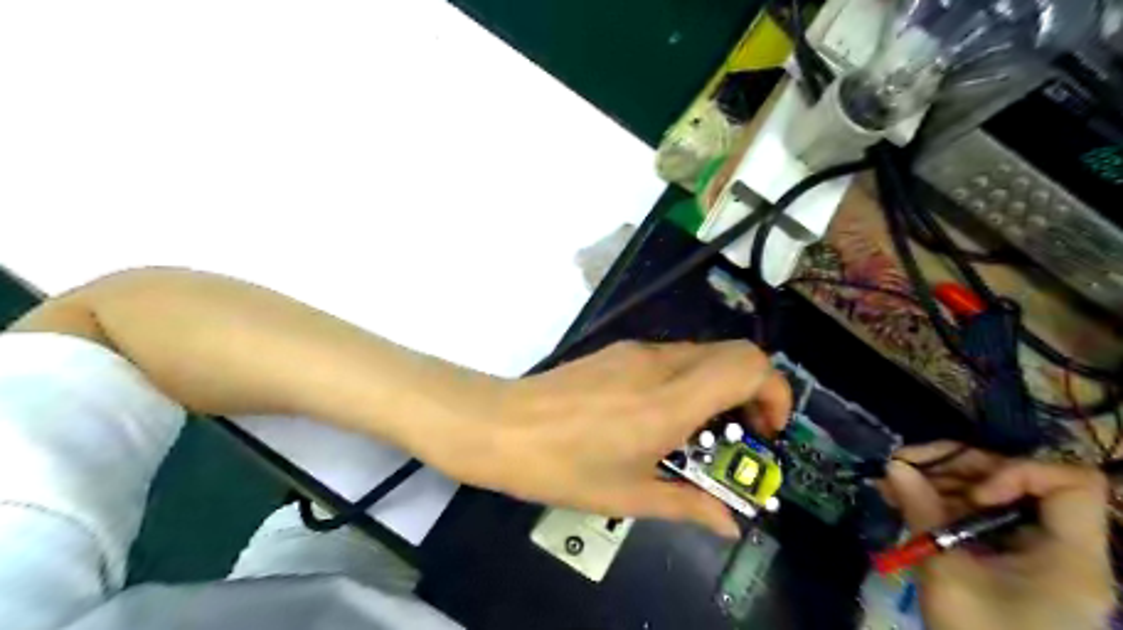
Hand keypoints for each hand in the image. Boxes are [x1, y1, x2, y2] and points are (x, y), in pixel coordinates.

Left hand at [421, 341, 787, 539]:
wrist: (500, 426)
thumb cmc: (563, 467)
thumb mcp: (628, 496)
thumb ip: (687, 505)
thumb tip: (729, 522)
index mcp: (669, 402)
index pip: (749, 364)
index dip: (773, 392)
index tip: (762, 431)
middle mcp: (660, 364)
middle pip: (733, 353)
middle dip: (752, 392)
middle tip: (736, 436)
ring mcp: (636, 351)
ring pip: (703, 353)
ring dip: (717, 387)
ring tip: (695, 432)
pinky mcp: (618, 350)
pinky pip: (671, 357)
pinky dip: (687, 380)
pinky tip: (657, 416)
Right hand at [886, 442, 1112, 628]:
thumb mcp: (945, 572)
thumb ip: (921, 511)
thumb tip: (894, 464)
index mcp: (1070, 556)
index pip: (1071, 484)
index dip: (1018, 473)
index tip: (973, 494)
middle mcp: (1059, 546)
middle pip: (1019, 479)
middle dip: (957, 466)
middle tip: (905, 464)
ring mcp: (1031, 552)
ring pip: (990, 493)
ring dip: (939, 480)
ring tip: (892, 480)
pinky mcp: (1005, 558)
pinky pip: (976, 515)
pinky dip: (939, 501)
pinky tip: (900, 497)